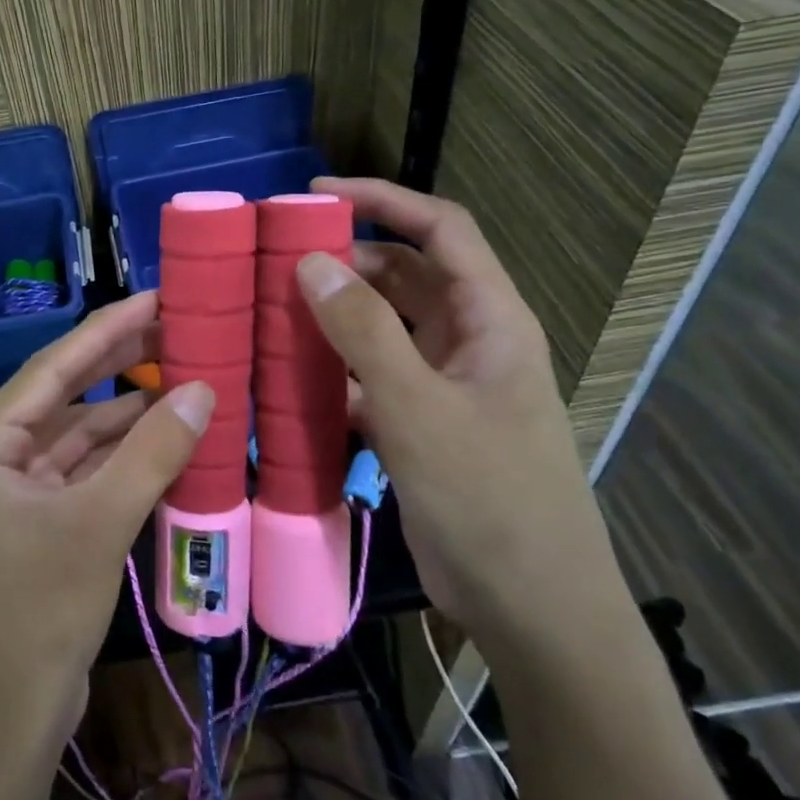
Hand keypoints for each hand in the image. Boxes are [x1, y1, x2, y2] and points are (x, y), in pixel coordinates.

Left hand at [0, 293, 213, 759]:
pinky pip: (81, 476)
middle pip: (64, 399)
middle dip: (120, 368)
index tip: (155, 299)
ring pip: (76, 440)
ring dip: (126, 419)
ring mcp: (10, 496)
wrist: (2, 726)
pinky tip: (165, 442)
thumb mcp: (98, 525)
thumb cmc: (35, 615)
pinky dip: (120, 461)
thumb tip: (203, 389)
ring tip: (185, 382)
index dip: (107, 331)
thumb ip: (151, 453)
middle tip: (178, 332)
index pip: (51, 370)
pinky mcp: (33, 527)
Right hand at [293, 177, 629, 644]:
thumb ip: (364, 333)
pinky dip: (332, 370)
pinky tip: (287, 376)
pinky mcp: (419, 426)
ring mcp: (442, 386)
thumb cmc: (488, 499)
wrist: (529, 606)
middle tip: (274, 261)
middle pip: (404, 277)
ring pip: (382, 329)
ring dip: (333, 317)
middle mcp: (468, 341)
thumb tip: (312, 262)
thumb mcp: (420, 409)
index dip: (383, 199)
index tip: (315, 192)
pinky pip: (370, 378)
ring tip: (269, 311)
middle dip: (345, 261)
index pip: (441, 230)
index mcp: (490, 320)